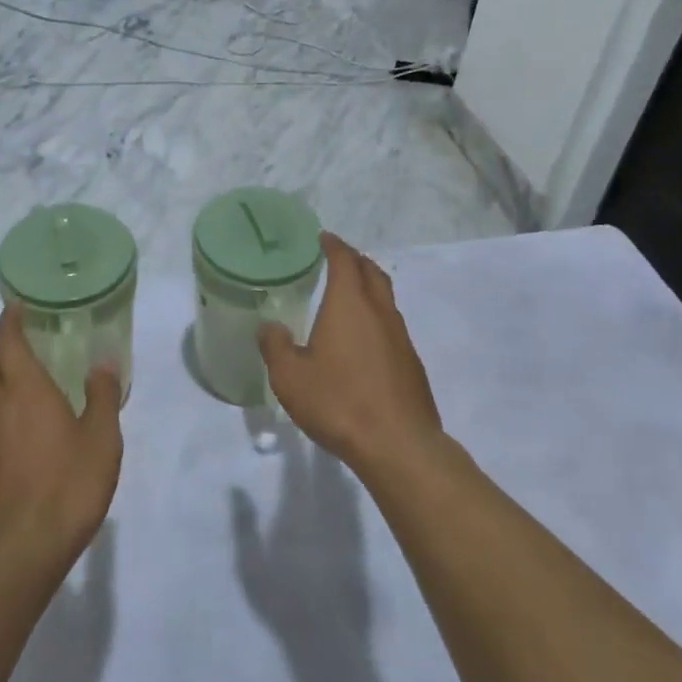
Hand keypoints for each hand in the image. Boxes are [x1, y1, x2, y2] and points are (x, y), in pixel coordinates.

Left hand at [0, 307, 123, 569]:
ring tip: (3, 374)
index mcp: (25, 390)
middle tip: (11, 336)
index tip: (15, 306)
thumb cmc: (67, 488)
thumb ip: (102, 397)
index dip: (8, 320)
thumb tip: (103, 362)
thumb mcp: (102, 441)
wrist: (16, 553)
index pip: (7, 341)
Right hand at [259, 233, 440, 475]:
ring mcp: (401, 337)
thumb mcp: (290, 377)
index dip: (333, 245)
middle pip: (372, 272)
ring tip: (350, 297)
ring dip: (369, 288)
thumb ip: (275, 346)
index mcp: (349, 304)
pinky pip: (392, 326)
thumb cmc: (339, 402)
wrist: (398, 444)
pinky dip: (377, 318)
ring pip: (386, 299)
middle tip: (337, 260)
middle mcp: (379, 312)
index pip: (344, 260)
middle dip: (355, 260)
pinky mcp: (411, 363)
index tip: (323, 238)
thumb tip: (269, 327)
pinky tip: (364, 340)